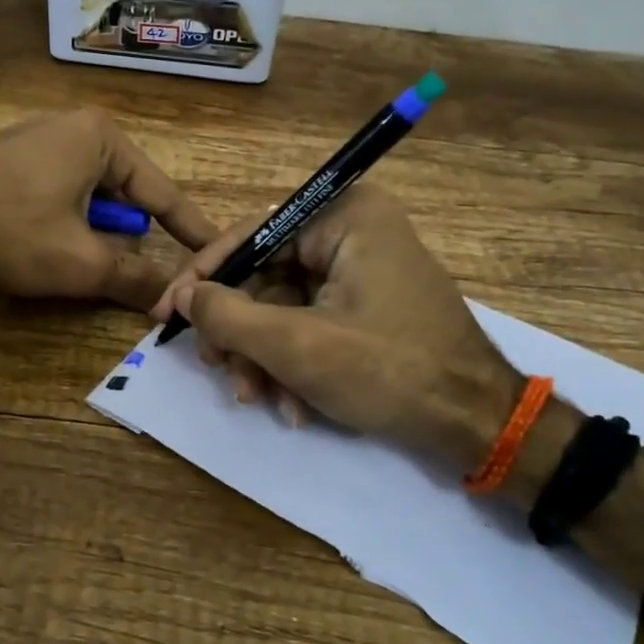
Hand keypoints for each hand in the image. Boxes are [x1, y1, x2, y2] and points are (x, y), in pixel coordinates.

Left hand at [0, 108, 217, 311]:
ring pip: (93, 197)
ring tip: (92, 263)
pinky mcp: (14, 159)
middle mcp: (76, 128)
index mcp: (102, 138)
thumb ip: (134, 279)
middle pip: (127, 194)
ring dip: (100, 232)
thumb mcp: (81, 261)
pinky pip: (63, 192)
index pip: (162, 192)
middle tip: (149, 271)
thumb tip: (173, 303)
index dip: (191, 229)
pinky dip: (72, 222)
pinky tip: (56, 245)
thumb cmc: (11, 230)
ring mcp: (40, 139)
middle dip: (135, 235)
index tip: (219, 251)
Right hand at [151, 185, 517, 457]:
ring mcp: (362, 270)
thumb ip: (228, 316)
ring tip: (256, 399)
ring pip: (283, 307)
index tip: (167, 314)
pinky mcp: (367, 306)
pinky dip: (292, 364)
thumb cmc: (389, 372)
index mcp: (344, 217)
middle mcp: (353, 231)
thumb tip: (186, 297)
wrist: (476, 426)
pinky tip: (292, 407)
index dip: (203, 276)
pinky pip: (310, 324)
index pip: (252, 234)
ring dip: (263, 358)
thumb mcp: (296, 346)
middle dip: (239, 333)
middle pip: (265, 275)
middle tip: (216, 369)